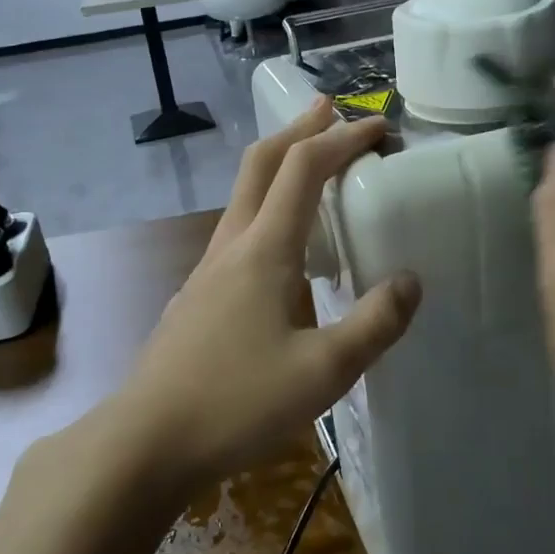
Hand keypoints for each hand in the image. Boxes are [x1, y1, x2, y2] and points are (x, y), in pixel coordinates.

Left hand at [117, 98, 422, 485]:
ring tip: (312, 166)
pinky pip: (238, 229)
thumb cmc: (236, 402)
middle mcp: (232, 246)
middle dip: (299, 130)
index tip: (379, 127)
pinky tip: (283, 244)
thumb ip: (374, 324)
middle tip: (331, 110)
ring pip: (245, 195)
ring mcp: (207, 270)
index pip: (304, 168)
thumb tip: (410, 281)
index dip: (342, 139)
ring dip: (280, 165)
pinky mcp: (197, 296)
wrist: (144, 442)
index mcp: (264, 250)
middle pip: (262, 164)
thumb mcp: (324, 372)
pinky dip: (267, 206)